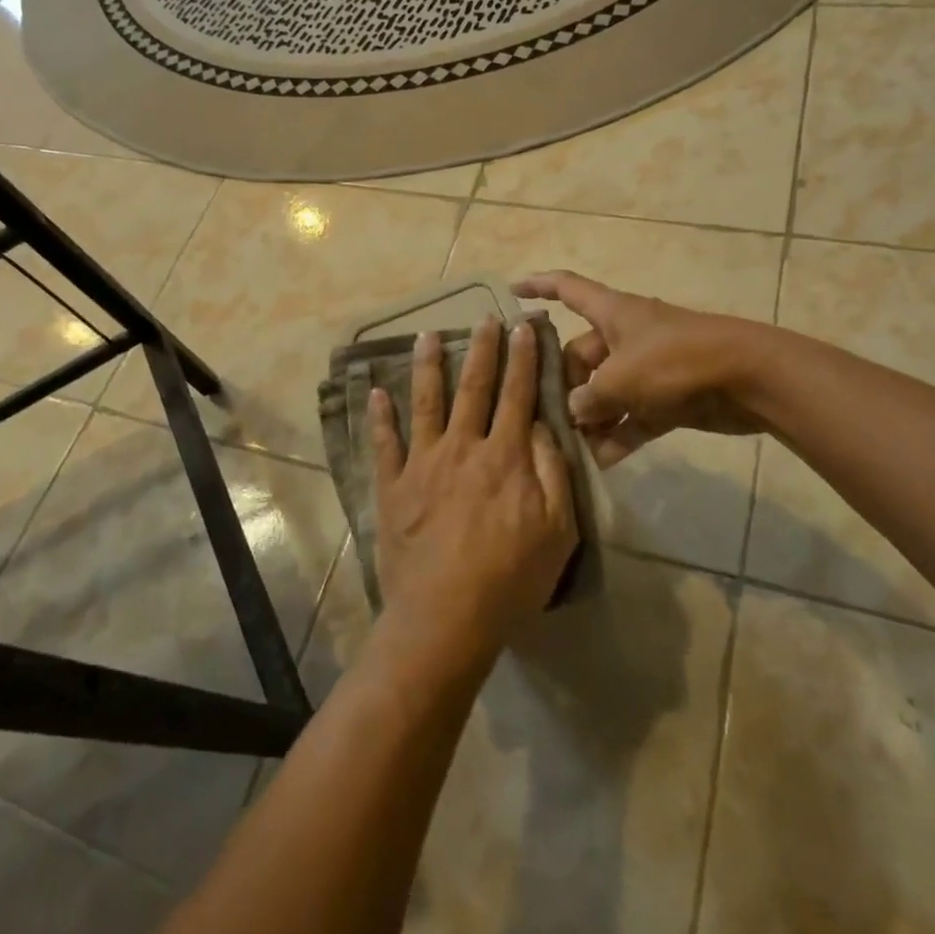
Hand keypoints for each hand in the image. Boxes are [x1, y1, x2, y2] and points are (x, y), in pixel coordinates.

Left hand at [370, 318, 576, 666]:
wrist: (445, 616)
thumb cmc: (510, 578)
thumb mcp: (559, 531)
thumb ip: (553, 472)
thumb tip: (540, 427)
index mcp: (504, 456)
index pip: (517, 395)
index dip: (522, 359)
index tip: (523, 327)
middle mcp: (462, 447)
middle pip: (473, 388)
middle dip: (481, 349)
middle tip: (484, 317)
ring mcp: (422, 464)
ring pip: (425, 402)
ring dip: (428, 366)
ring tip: (428, 334)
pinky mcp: (393, 486)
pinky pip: (384, 443)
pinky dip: (380, 416)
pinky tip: (375, 392)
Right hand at [513, 270, 774, 465]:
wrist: (749, 379)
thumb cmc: (676, 362)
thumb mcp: (620, 379)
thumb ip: (589, 398)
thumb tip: (574, 412)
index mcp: (612, 313)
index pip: (567, 288)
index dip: (538, 286)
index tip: (511, 292)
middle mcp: (626, 336)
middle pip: (581, 355)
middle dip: (565, 386)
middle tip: (547, 418)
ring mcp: (649, 368)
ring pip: (607, 391)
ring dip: (591, 418)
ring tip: (569, 448)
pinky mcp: (669, 398)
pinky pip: (634, 416)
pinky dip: (620, 436)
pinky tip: (601, 463)